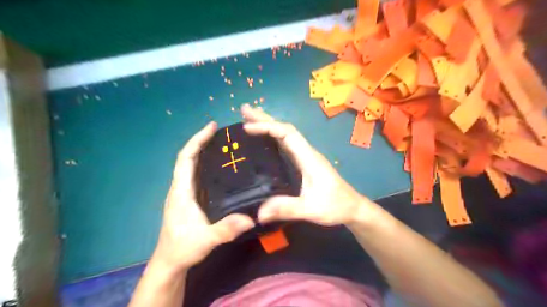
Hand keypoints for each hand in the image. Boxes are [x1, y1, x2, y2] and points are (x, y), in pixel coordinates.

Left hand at [151, 122, 254, 273]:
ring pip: (190, 166)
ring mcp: (183, 193)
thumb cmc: (182, 248)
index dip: (197, 140)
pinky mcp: (188, 199)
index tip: (211, 127)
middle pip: (188, 158)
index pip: (185, 159)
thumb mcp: (205, 240)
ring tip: (222, 145)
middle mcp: (180, 188)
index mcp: (181, 191)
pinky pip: (195, 175)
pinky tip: (219, 168)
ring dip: (202, 152)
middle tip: (221, 133)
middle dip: (201, 142)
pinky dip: (204, 165)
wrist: (170, 263)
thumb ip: (225, 229)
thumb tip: (250, 219)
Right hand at [241, 104, 378, 226]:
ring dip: (268, 125)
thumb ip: (287, 208)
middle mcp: (306, 152)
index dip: (268, 127)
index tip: (247, 127)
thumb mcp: (312, 209)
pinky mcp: (304, 164)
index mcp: (308, 157)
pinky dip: (273, 138)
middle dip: (264, 119)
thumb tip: (259, 212)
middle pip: (285, 129)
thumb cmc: (336, 206)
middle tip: (244, 110)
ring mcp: (306, 157)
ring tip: (249, 119)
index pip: (287, 134)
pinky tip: (264, 140)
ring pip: (285, 135)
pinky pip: (286, 145)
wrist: (352, 208)